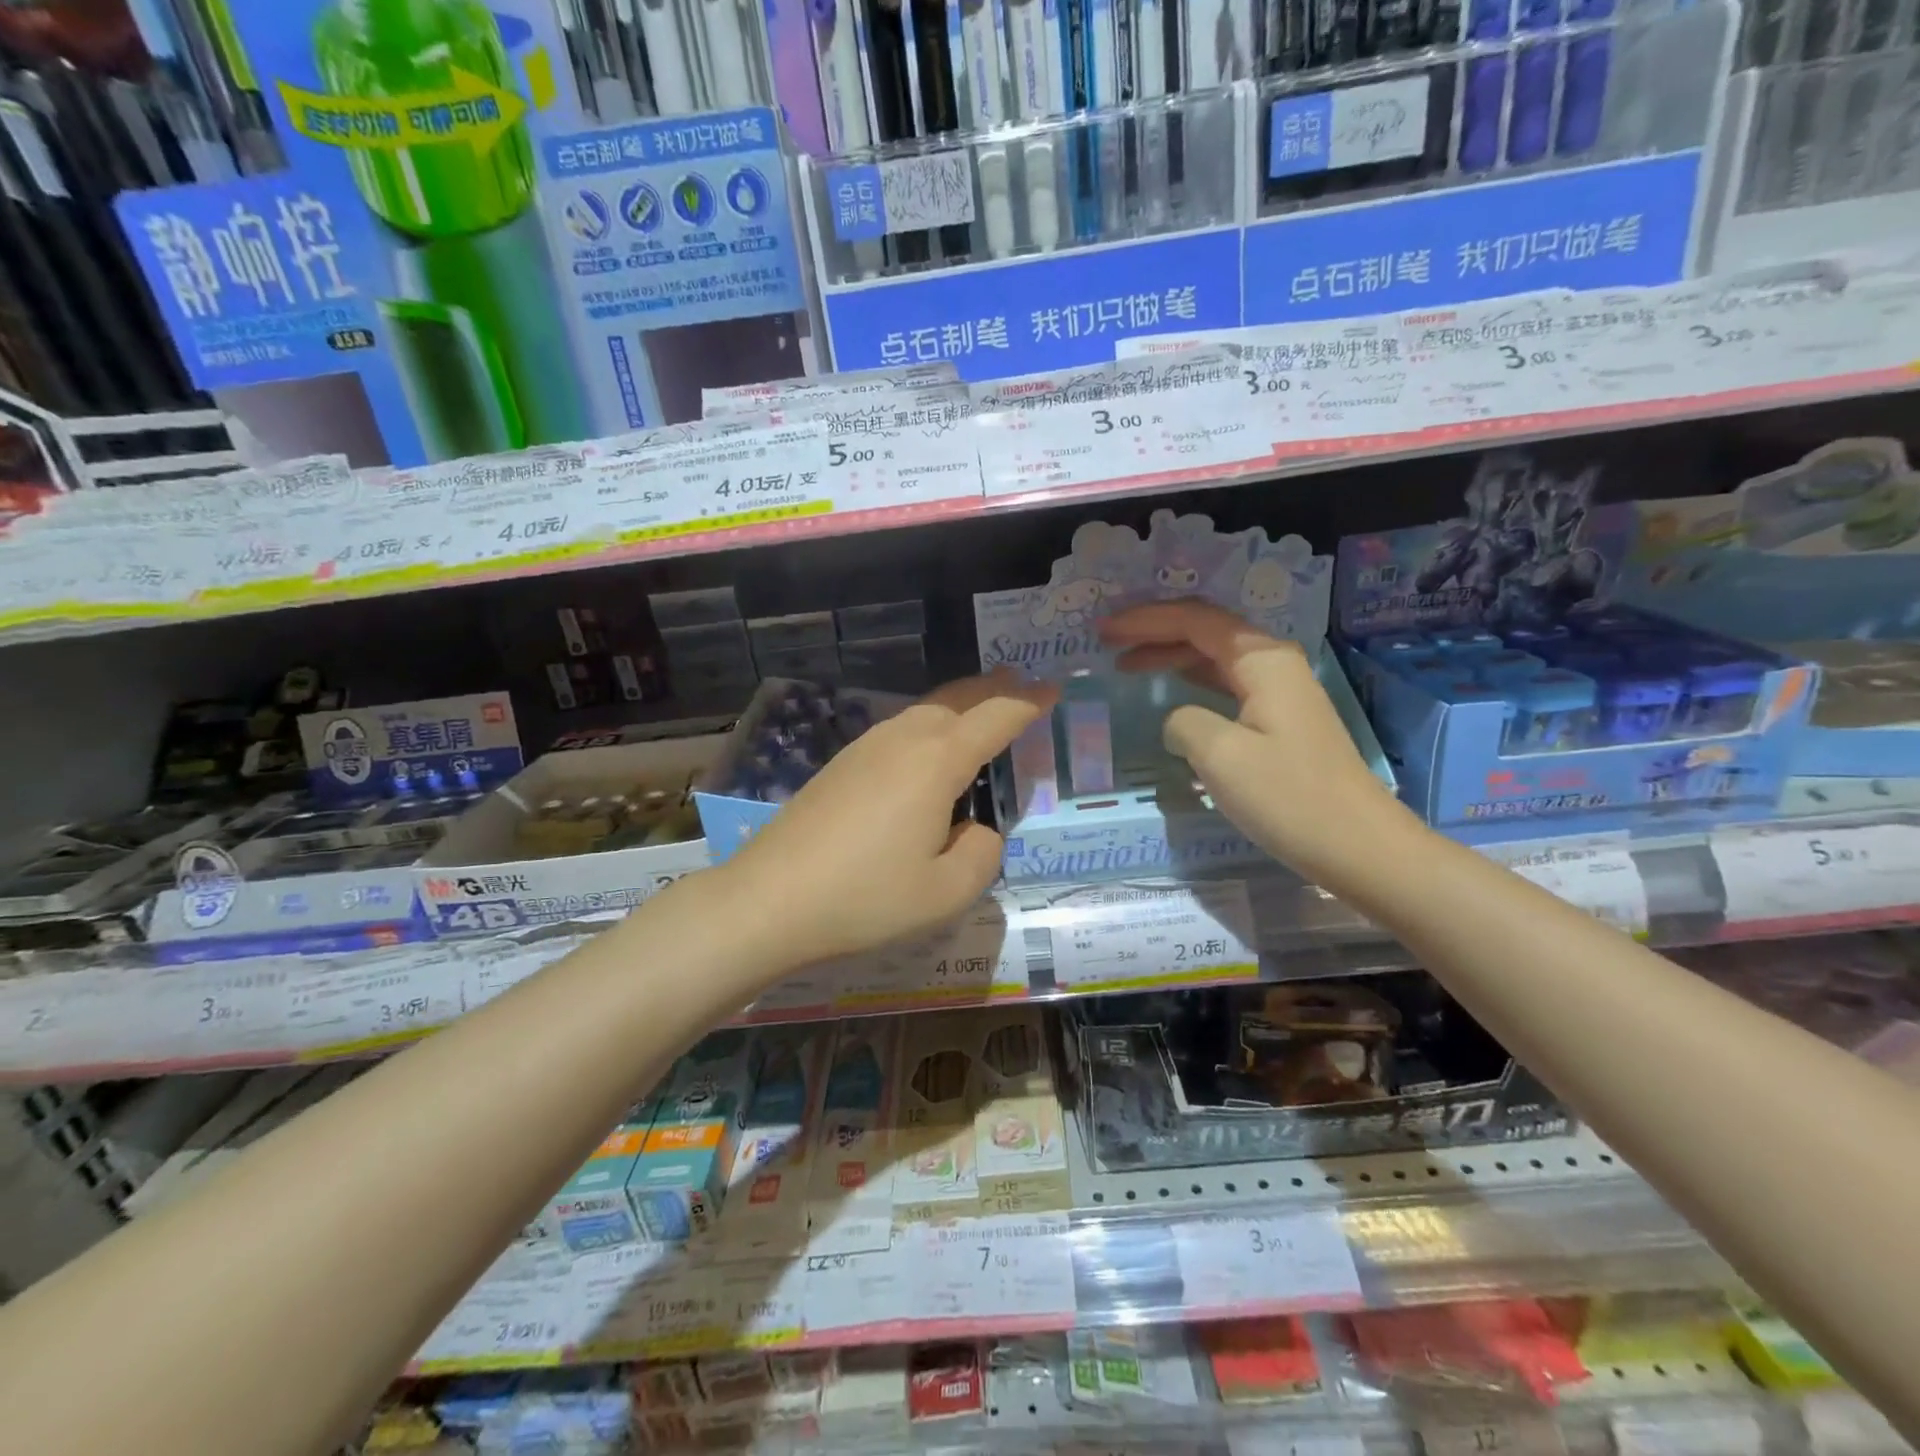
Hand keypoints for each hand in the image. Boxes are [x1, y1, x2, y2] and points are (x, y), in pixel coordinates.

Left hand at [716, 670, 1057, 970]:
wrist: (769, 899)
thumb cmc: (865, 897)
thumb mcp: (946, 892)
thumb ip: (982, 853)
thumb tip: (975, 829)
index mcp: (938, 760)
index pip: (997, 715)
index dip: (1030, 701)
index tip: (1053, 690)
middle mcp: (904, 738)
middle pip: (959, 697)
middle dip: (995, 688)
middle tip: (1021, 685)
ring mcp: (867, 746)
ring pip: (927, 709)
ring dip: (961, 703)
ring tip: (982, 710)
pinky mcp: (842, 762)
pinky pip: (901, 728)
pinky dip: (931, 724)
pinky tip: (929, 750)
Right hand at [1100, 600, 1411, 881]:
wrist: (1358, 845)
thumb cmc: (1289, 798)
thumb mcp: (1221, 757)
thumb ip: (1184, 723)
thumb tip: (1178, 720)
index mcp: (1261, 660)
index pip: (1194, 620)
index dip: (1144, 620)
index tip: (1104, 630)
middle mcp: (1273, 663)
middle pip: (1205, 629)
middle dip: (1154, 630)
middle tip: (1107, 641)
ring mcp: (1280, 690)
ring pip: (1214, 656)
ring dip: (1170, 654)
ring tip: (1126, 663)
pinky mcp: (1280, 718)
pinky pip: (1225, 682)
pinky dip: (1190, 679)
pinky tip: (1171, 690)